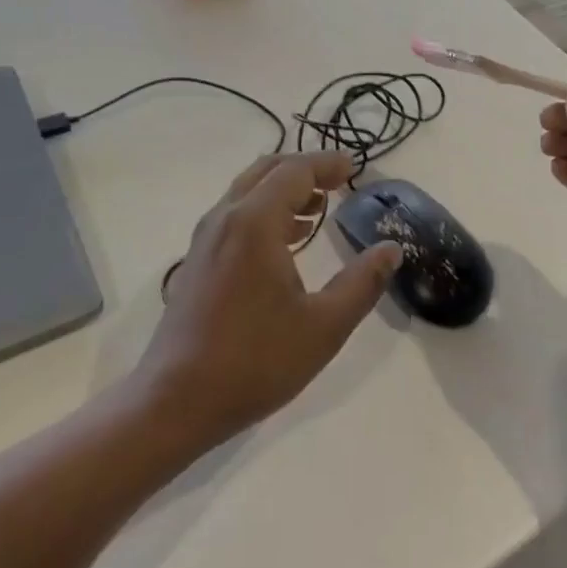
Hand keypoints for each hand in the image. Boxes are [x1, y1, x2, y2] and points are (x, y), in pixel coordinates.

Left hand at [135, 151, 401, 449]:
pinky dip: (264, 212)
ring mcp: (205, 240)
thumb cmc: (255, 361)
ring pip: (247, 193)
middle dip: (304, 170)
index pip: (295, 172)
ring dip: (283, 191)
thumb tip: (392, 249)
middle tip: (338, 182)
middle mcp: (225, 219)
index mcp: (254, 222)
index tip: (355, 168)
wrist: (174, 402)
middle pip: (267, 172)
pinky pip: (234, 216)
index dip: (327, 165)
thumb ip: (362, 283)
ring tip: (317, 209)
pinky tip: (286, 243)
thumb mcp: (324, 326)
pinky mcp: (197, 262)